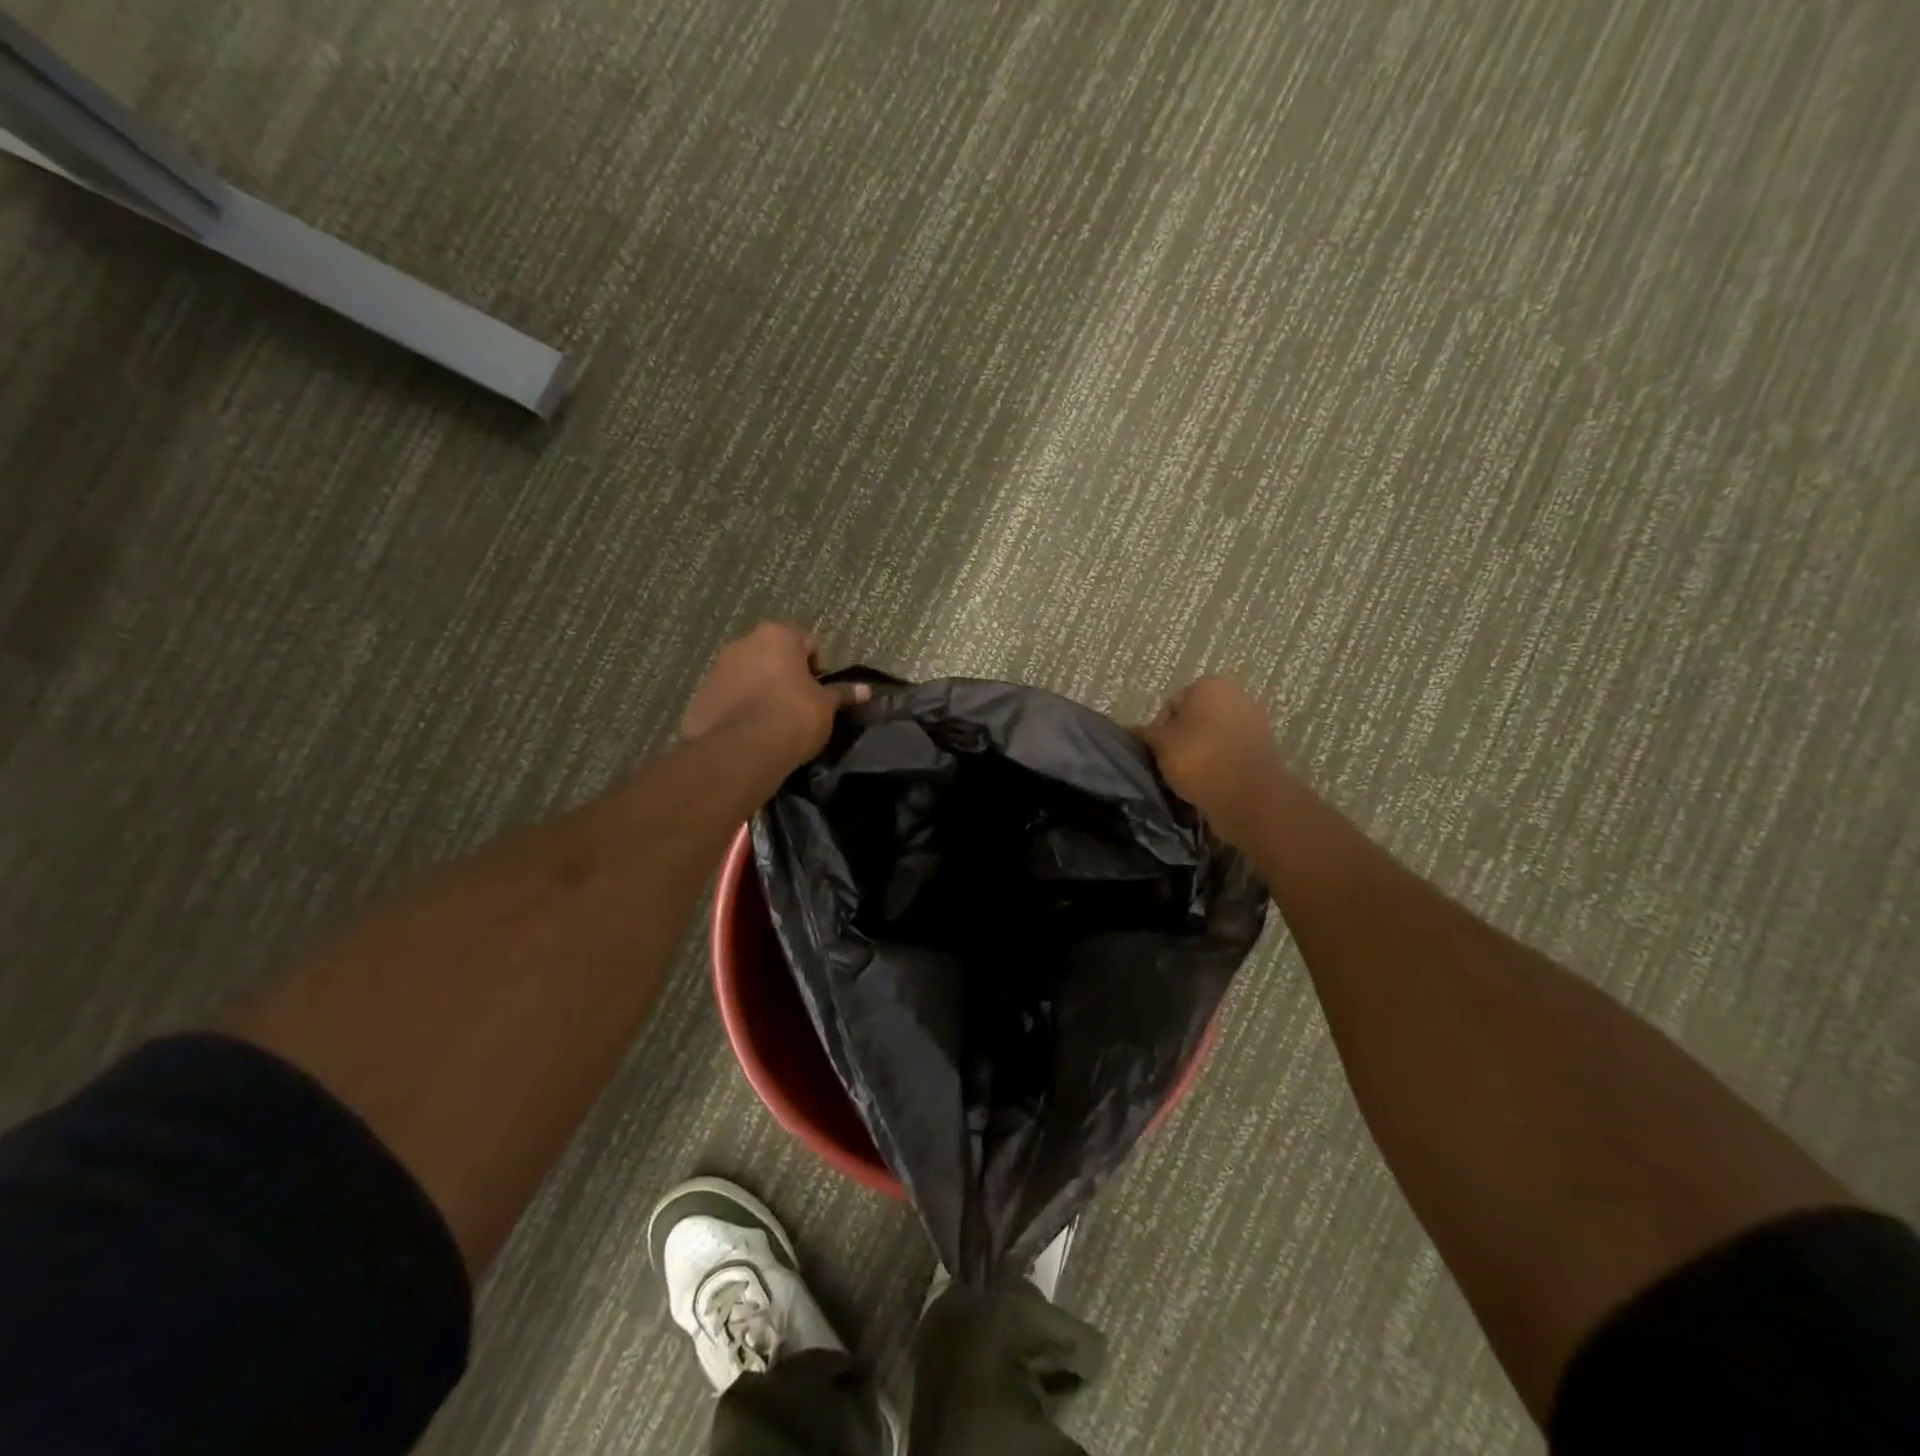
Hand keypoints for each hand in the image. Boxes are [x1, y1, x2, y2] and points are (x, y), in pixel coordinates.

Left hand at [681, 623, 870, 769]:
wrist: (741, 750)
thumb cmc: (793, 717)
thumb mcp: (826, 707)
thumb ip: (842, 694)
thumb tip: (866, 690)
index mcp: (778, 636)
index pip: (808, 643)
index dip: (818, 669)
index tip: (821, 694)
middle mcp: (744, 643)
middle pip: (773, 656)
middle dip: (785, 676)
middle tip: (799, 707)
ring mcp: (718, 668)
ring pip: (748, 675)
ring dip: (761, 690)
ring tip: (773, 722)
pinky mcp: (700, 695)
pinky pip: (728, 697)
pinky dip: (740, 708)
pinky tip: (750, 733)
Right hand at [1141, 676, 1291, 848]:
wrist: (1249, 796)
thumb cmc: (1198, 759)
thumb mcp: (1160, 745)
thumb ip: (1145, 734)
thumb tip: (1133, 731)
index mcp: (1209, 685)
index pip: (1171, 705)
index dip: (1159, 731)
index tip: (1156, 753)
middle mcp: (1236, 694)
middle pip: (1195, 718)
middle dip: (1182, 738)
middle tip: (1170, 765)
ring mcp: (1255, 719)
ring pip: (1214, 735)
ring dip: (1201, 751)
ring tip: (1190, 777)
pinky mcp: (1265, 746)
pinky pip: (1232, 751)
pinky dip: (1220, 762)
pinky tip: (1211, 781)